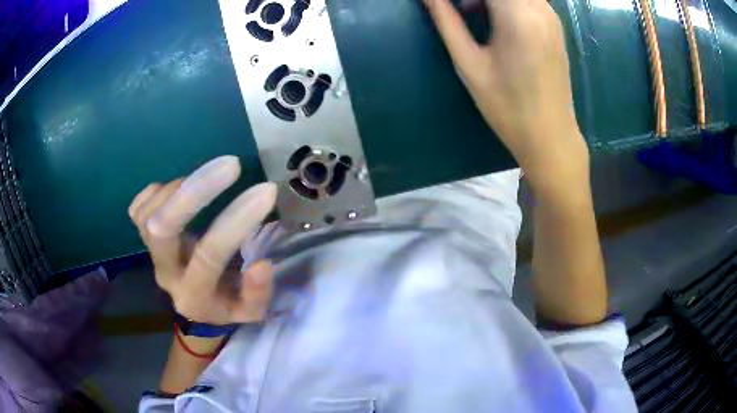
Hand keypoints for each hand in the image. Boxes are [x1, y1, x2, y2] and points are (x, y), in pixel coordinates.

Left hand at [128, 156, 277, 324]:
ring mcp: (150, 254)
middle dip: (194, 193)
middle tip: (231, 165)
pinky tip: (180, 187)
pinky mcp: (143, 238)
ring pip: (146, 214)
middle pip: (162, 229)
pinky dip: (157, 191)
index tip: (266, 191)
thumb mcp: (251, 312)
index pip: (209, 256)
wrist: (198, 304)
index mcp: (194, 296)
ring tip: (208, 178)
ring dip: (178, 188)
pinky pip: (137, 209)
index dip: (236, 221)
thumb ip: (256, 293)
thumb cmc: (227, 304)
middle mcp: (166, 274)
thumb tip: (262, 265)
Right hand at [424, 0, 588, 189]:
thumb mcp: (469, 64)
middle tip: (461, 11)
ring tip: (472, 12)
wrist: (551, 136)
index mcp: (518, 15)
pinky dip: (505, 1)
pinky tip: (495, 18)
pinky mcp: (555, 25)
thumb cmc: (507, 107)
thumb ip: (446, 21)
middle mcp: (540, 8)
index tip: (452, 8)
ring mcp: (551, 15)